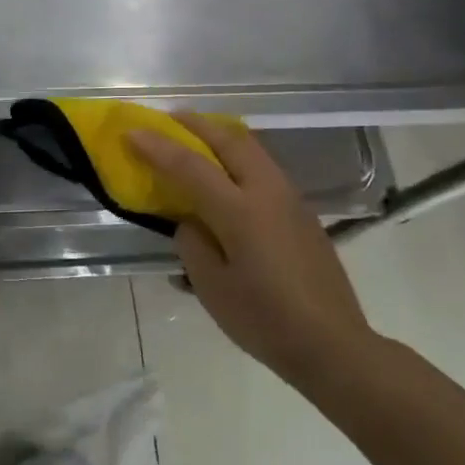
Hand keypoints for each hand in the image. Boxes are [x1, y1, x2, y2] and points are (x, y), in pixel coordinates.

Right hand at [127, 116, 375, 386]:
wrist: (333, 345)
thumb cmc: (265, 320)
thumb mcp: (212, 288)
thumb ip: (193, 244)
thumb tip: (192, 222)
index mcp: (240, 212)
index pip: (190, 166)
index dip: (157, 146)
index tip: (131, 131)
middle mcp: (267, 193)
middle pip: (229, 140)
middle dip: (195, 125)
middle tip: (169, 119)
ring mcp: (290, 199)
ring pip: (251, 149)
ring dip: (220, 136)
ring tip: (195, 138)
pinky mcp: (302, 212)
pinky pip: (264, 168)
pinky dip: (238, 156)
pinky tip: (226, 172)